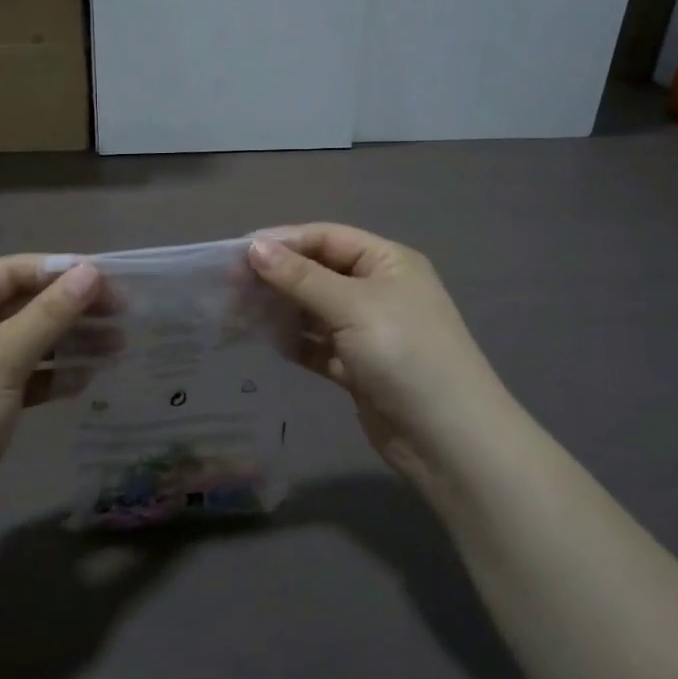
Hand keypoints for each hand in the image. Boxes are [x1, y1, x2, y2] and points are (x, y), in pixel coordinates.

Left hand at [0, 256, 100, 534]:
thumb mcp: (4, 357)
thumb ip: (50, 312)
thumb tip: (91, 271)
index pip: (9, 272)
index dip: (59, 271)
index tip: (108, 278)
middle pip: (21, 305)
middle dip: (70, 308)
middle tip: (122, 311)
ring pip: (28, 340)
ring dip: (70, 341)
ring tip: (118, 345)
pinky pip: (25, 373)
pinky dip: (54, 373)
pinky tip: (88, 378)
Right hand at [248, 225, 513, 497]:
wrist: (448, 440)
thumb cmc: (404, 354)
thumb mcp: (351, 306)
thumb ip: (300, 277)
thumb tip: (254, 247)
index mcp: (387, 262)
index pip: (326, 238)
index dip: (283, 242)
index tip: (237, 254)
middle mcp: (378, 290)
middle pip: (317, 273)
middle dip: (276, 278)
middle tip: (229, 288)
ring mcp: (368, 331)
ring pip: (314, 310)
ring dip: (280, 310)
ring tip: (235, 314)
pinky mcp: (358, 367)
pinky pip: (317, 345)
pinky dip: (293, 342)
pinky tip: (264, 341)